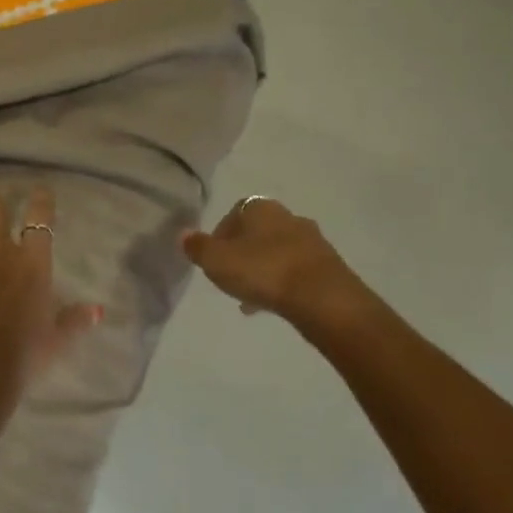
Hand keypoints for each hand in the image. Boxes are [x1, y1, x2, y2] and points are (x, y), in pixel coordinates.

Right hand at [181, 197, 367, 327]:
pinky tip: (270, 304)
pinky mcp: (328, 266)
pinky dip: (281, 283)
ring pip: (277, 252)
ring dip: (262, 269)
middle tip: (230, 275)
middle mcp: (288, 217)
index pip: (235, 212)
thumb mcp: (217, 261)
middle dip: (243, 252)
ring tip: (248, 295)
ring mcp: (312, 241)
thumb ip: (198, 247)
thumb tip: (184, 234)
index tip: (213, 257)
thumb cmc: (263, 270)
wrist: (322, 297)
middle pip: (258, 232)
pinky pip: (295, 271)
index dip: (221, 233)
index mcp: (261, 208)